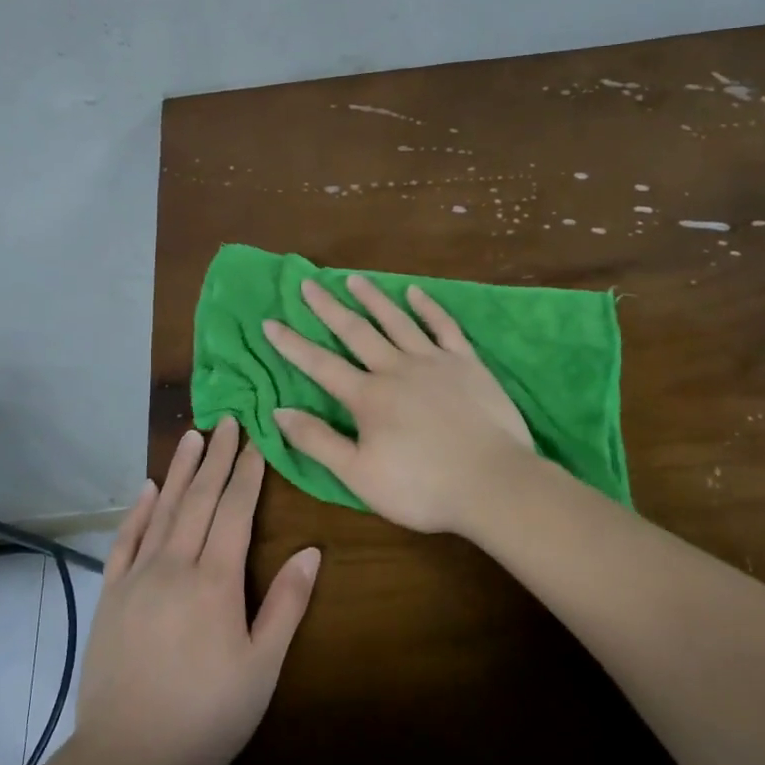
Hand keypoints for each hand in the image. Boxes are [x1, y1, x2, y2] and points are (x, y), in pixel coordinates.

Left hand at [74, 417, 320, 764]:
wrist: (126, 758)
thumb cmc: (206, 716)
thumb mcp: (261, 668)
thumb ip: (286, 605)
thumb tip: (312, 551)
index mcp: (215, 580)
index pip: (235, 511)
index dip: (247, 473)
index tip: (255, 440)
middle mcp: (175, 565)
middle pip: (199, 499)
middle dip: (216, 458)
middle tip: (226, 421)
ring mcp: (138, 577)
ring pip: (163, 510)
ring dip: (179, 471)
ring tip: (192, 436)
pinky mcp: (111, 595)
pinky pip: (125, 540)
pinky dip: (138, 511)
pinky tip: (147, 489)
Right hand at [263, 275, 534, 534]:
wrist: (494, 483)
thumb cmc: (422, 487)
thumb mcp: (359, 475)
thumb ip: (318, 441)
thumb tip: (278, 411)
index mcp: (367, 396)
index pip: (320, 365)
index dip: (292, 344)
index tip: (270, 322)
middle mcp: (395, 368)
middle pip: (355, 331)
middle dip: (328, 307)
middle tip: (308, 283)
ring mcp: (433, 361)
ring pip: (396, 320)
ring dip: (372, 298)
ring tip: (353, 278)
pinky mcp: (466, 363)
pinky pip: (443, 327)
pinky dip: (428, 307)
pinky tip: (415, 292)